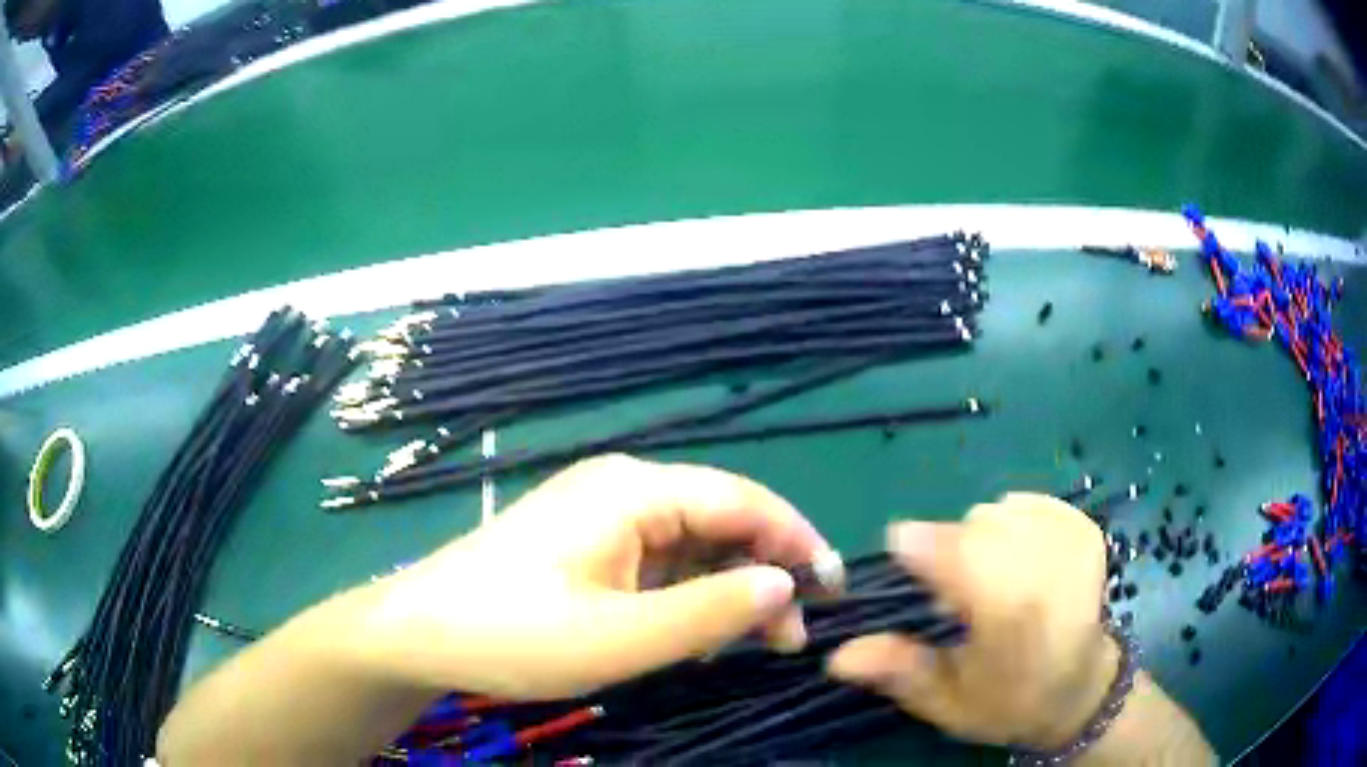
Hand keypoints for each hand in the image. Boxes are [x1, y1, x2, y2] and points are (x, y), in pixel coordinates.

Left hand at [359, 454, 832, 699]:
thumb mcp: (620, 638)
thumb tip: (786, 584)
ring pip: (694, 545)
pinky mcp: (589, 546)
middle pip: (721, 520)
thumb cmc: (514, 634)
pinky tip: (695, 635)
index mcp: (633, 491)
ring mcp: (603, 517)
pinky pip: (660, 563)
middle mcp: (624, 490)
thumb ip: (710, 612)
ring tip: (753, 644)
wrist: (421, 633)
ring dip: (729, 590)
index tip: (834, 589)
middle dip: (765, 573)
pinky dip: (689, 597)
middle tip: (793, 637)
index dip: (797, 541)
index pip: (742, 500)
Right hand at [828, 493, 1114, 749]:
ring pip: (995, 511)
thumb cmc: (1008, 701)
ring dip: (981, 542)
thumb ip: (897, 671)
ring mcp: (1069, 539)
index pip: (948, 548)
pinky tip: (1017, 561)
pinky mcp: (1083, 526)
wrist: (1080, 688)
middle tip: (960, 600)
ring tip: (993, 583)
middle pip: (969, 526)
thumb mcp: (945, 701)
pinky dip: (1010, 526)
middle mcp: (1045, 564)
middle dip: (951, 556)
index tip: (908, 572)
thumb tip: (837, 656)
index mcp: (1010, 610)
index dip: (916, 553)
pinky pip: (1025, 503)